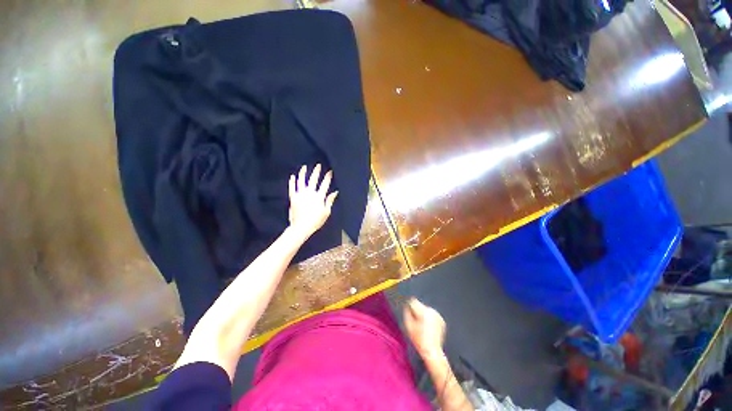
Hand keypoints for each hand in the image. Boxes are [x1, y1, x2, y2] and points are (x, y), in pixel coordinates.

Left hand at [288, 164, 337, 239]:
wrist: (301, 227)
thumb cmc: (316, 221)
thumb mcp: (326, 212)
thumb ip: (330, 201)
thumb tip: (335, 192)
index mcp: (319, 197)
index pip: (325, 184)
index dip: (328, 177)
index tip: (330, 171)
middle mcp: (310, 193)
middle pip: (313, 180)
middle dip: (316, 172)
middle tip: (318, 165)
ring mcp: (300, 195)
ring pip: (301, 181)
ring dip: (303, 173)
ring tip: (304, 167)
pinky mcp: (293, 198)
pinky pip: (292, 188)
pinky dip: (292, 182)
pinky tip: (292, 176)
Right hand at [403, 298, 445, 358]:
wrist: (432, 351)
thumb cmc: (419, 340)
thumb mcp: (408, 326)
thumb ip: (406, 313)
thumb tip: (407, 306)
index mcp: (424, 312)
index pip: (414, 301)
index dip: (410, 306)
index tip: (409, 312)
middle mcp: (432, 312)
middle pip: (420, 305)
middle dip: (417, 311)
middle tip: (416, 323)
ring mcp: (438, 315)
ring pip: (426, 310)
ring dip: (423, 315)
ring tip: (423, 326)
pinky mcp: (441, 320)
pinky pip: (432, 315)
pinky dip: (429, 318)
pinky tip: (428, 328)